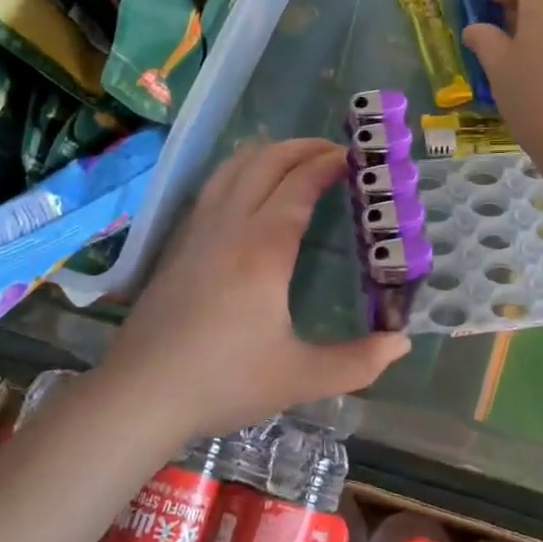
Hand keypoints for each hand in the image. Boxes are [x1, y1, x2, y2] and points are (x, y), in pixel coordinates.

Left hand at [104, 139, 409, 437]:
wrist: (140, 394)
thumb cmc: (223, 382)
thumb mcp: (300, 378)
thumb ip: (357, 362)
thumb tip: (402, 342)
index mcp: (263, 248)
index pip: (299, 185)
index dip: (328, 164)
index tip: (355, 158)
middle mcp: (229, 226)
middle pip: (265, 162)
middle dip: (302, 148)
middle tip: (334, 152)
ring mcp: (198, 231)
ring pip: (233, 168)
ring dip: (268, 153)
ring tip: (296, 159)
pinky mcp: (178, 244)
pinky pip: (213, 187)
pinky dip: (240, 171)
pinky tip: (248, 190)